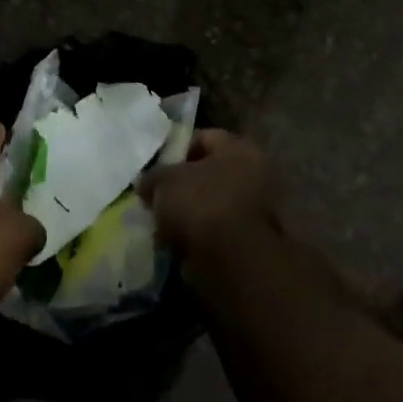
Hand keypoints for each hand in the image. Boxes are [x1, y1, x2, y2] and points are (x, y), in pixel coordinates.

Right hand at [139, 129, 278, 271]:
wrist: (231, 264)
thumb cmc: (201, 205)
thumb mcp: (163, 181)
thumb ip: (152, 176)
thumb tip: (146, 183)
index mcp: (240, 149)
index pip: (203, 137)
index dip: (175, 149)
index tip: (155, 166)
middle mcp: (255, 175)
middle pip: (208, 173)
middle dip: (181, 185)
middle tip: (156, 195)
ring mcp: (256, 213)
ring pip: (211, 205)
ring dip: (188, 213)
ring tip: (161, 222)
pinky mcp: (249, 245)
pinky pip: (214, 232)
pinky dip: (196, 237)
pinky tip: (174, 243)